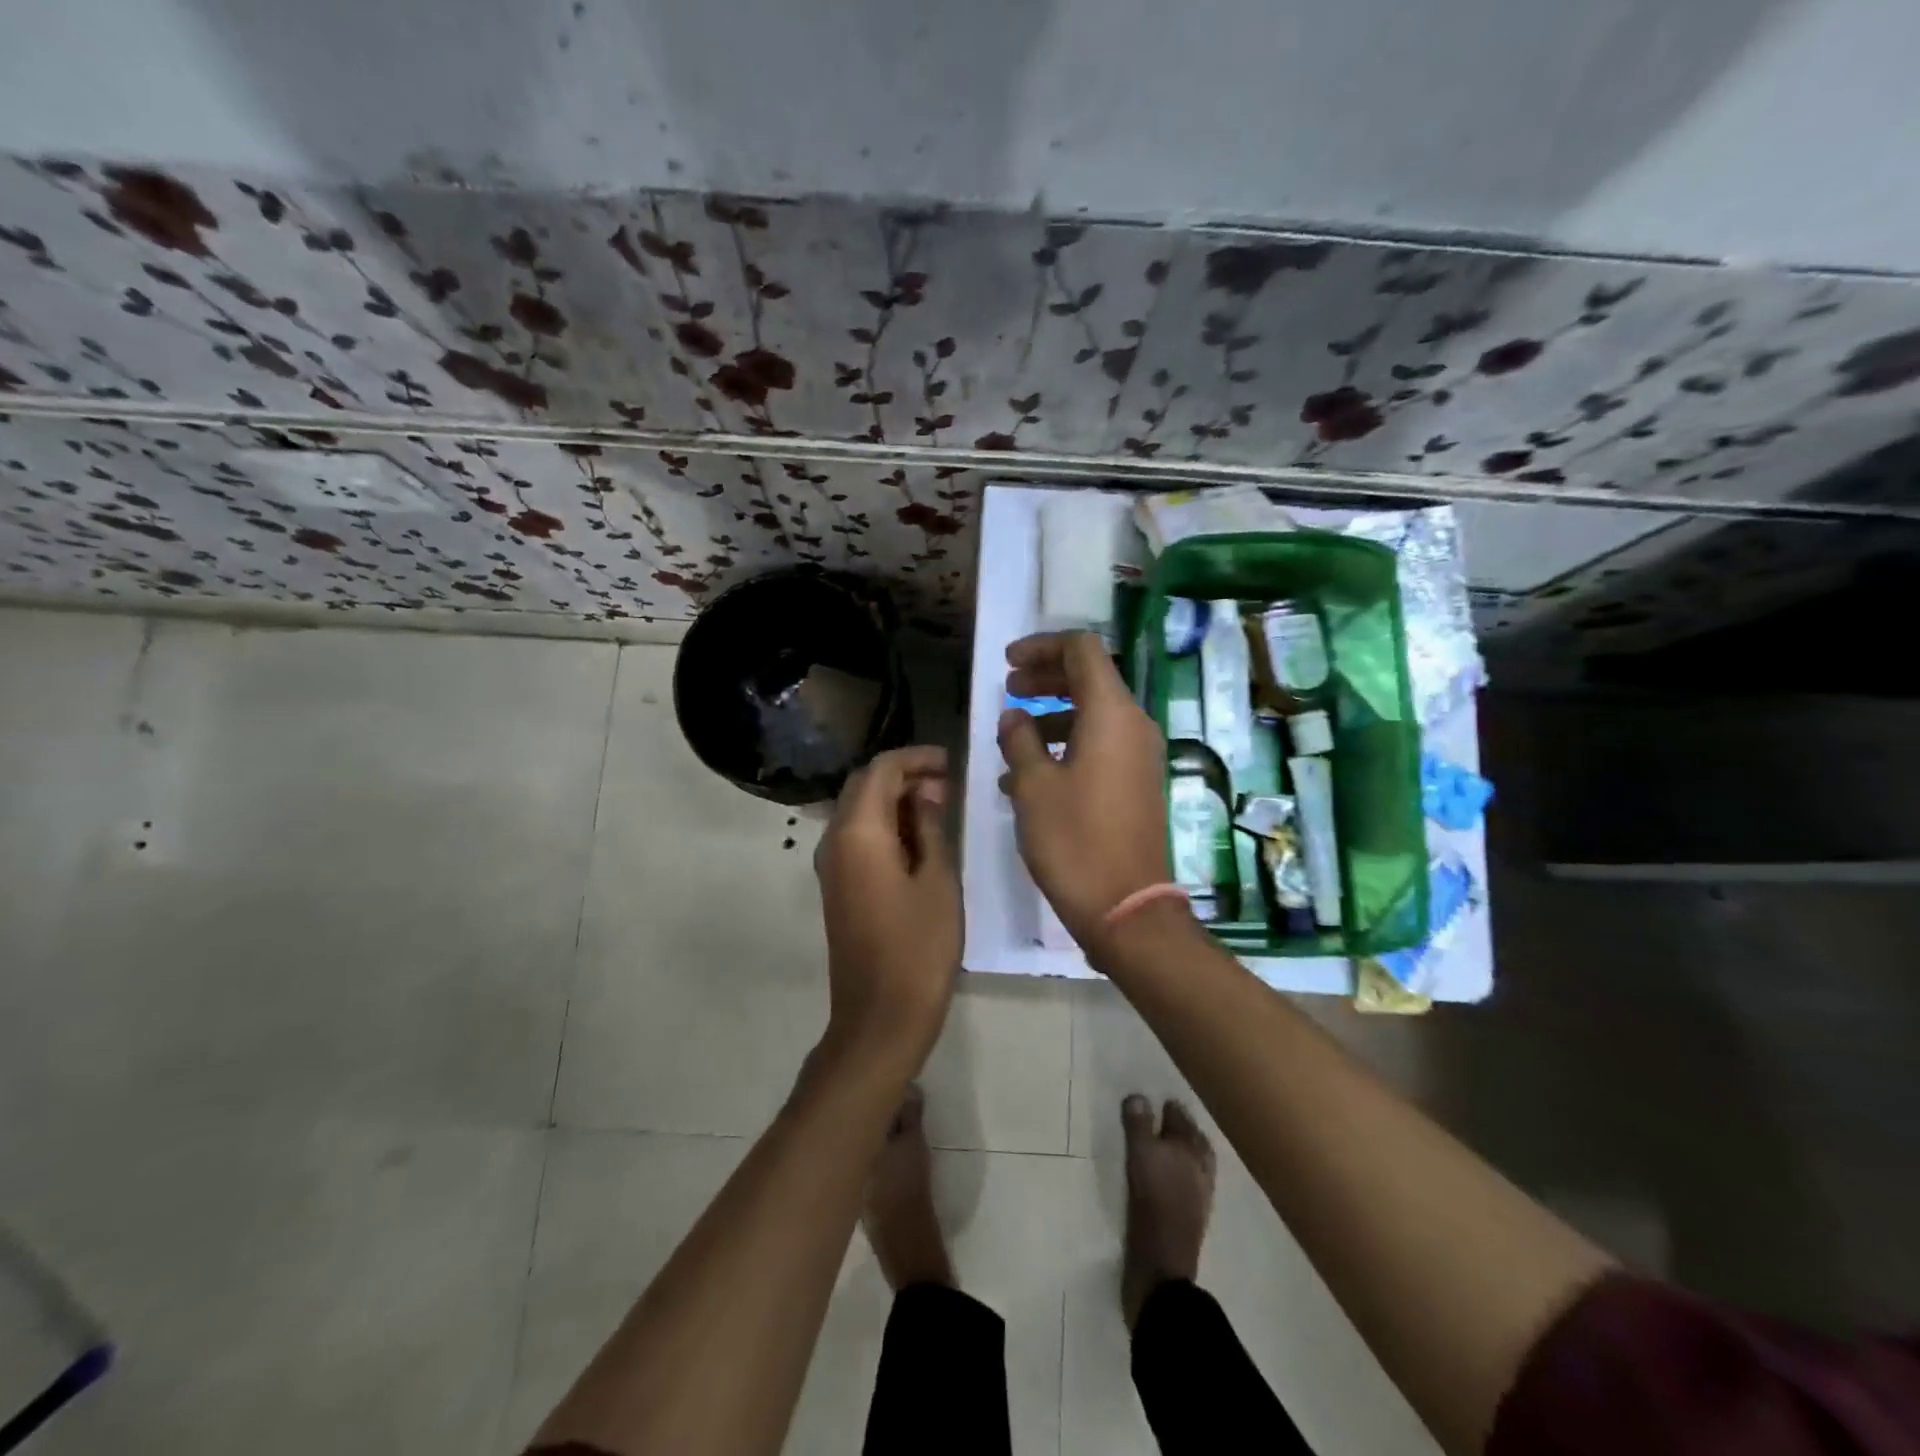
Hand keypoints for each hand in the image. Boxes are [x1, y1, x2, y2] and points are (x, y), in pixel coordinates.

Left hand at [815, 745, 960, 1071]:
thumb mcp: (938, 881)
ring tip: (940, 808)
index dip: (916, 758)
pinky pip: (858, 836)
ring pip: (860, 810)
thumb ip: (930, 828)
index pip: (881, 769)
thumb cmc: (918, 947)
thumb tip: (926, 796)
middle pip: (864, 785)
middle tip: (948, 784)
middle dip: (905, 775)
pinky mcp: (838, 885)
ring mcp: (832, 865)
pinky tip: (919, 838)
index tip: (951, 762)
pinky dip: (886, 824)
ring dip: (895, 799)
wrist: (880, 1016)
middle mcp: (835, 840)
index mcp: (859, 832)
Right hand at [998, 632, 1171, 946]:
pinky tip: (1028, 775)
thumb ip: (1019, 739)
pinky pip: (1099, 746)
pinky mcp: (1135, 783)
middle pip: (1089, 678)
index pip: (1082, 649)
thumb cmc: (1074, 840)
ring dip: (1051, 715)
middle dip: (1045, 678)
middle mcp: (1133, 725)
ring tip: (1011, 736)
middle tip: (1007, 690)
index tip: (1007, 663)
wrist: (1125, 907)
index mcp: (1112, 714)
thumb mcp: (1033, 785)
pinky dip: (1066, 745)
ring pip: (1093, 714)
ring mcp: (1138, 756)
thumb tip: (1014, 717)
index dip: (1042, 647)